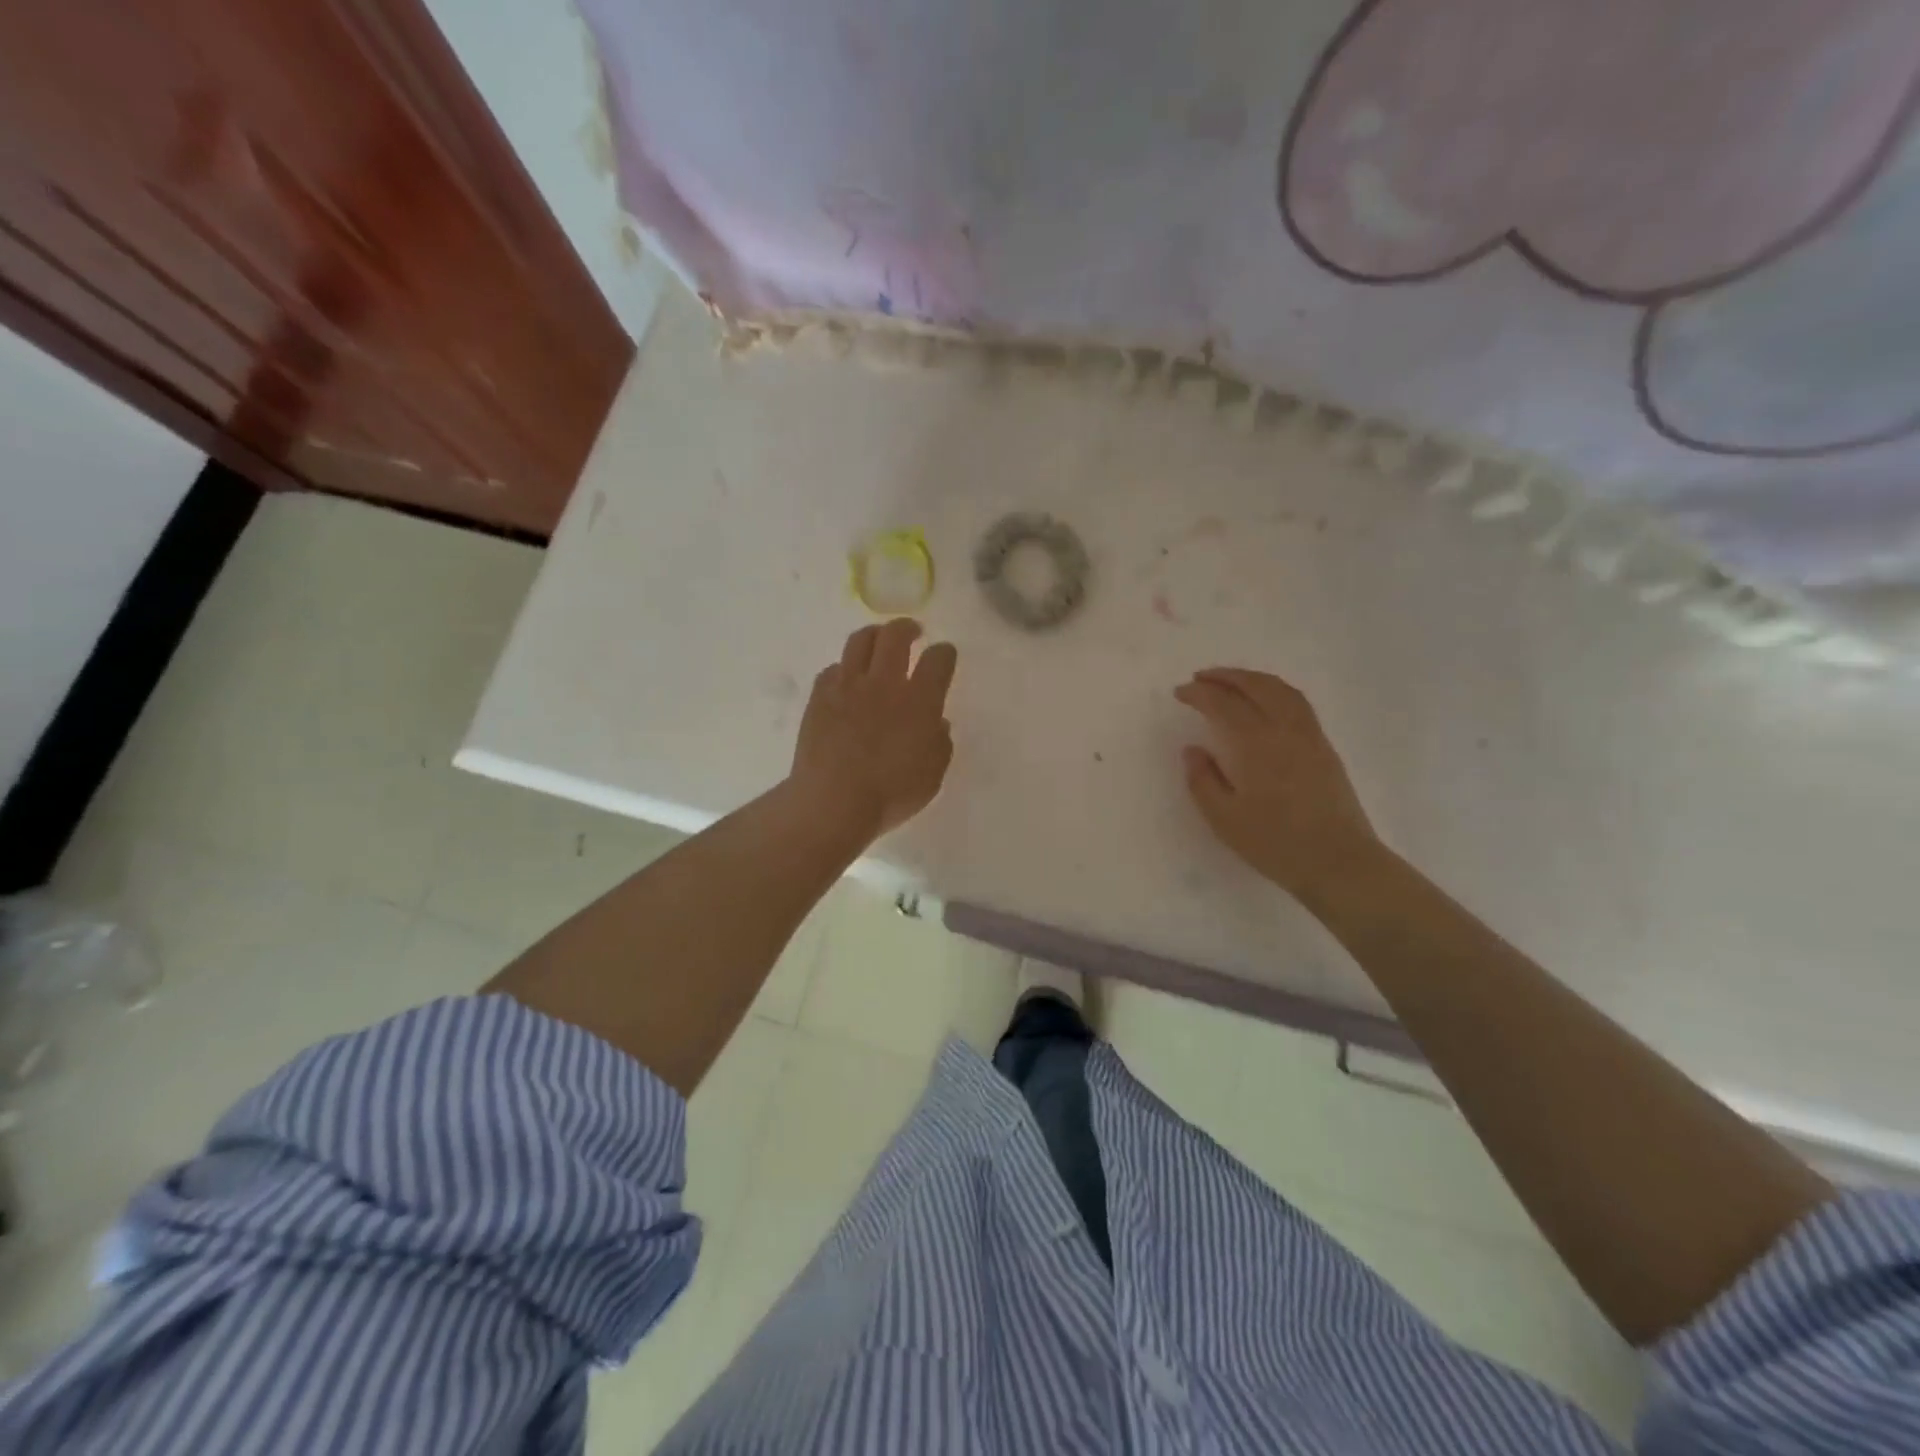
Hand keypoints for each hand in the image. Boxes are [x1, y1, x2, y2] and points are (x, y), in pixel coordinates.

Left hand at [790, 619, 958, 839]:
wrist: (833, 801)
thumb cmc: (891, 794)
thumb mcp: (933, 775)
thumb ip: (939, 743)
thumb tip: (935, 723)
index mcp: (920, 700)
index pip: (938, 659)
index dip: (945, 653)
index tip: (944, 655)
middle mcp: (885, 683)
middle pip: (896, 635)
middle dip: (908, 628)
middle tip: (913, 631)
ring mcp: (848, 686)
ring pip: (860, 641)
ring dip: (874, 635)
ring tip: (878, 640)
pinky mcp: (819, 696)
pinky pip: (833, 668)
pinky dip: (844, 669)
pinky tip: (846, 679)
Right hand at [1174, 667, 1382, 903]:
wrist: (1338, 862)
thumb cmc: (1275, 844)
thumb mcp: (1224, 819)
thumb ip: (1203, 780)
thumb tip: (1193, 750)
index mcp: (1256, 745)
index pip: (1224, 704)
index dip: (1199, 693)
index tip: (1180, 692)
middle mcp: (1285, 730)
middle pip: (1256, 686)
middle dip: (1226, 676)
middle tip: (1201, 677)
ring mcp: (1310, 736)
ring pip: (1282, 690)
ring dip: (1253, 678)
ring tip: (1232, 681)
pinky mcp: (1324, 748)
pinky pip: (1297, 703)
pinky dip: (1275, 690)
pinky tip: (1265, 702)